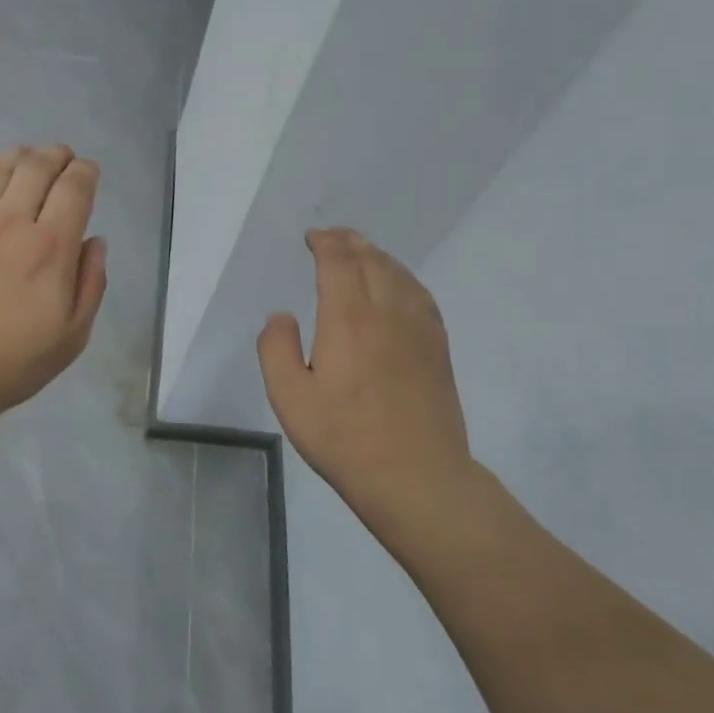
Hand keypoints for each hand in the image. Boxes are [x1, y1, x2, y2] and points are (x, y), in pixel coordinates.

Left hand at [0, 145, 107, 436]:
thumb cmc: (9, 363)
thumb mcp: (71, 337)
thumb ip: (90, 285)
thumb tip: (94, 242)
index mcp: (51, 247)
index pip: (74, 189)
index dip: (85, 172)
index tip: (88, 171)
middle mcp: (11, 222)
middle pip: (36, 167)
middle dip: (55, 154)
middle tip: (60, 156)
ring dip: (17, 154)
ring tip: (25, 156)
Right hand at [257, 229, 478, 546]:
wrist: (416, 476)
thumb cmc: (344, 438)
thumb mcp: (289, 397)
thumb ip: (275, 348)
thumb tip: (281, 316)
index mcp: (348, 319)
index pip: (339, 262)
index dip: (325, 242)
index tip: (312, 238)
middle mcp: (387, 313)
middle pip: (371, 260)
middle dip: (349, 241)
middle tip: (332, 237)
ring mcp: (419, 329)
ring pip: (400, 274)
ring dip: (377, 256)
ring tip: (361, 253)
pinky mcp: (438, 349)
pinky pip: (421, 296)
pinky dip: (404, 278)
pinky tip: (398, 286)